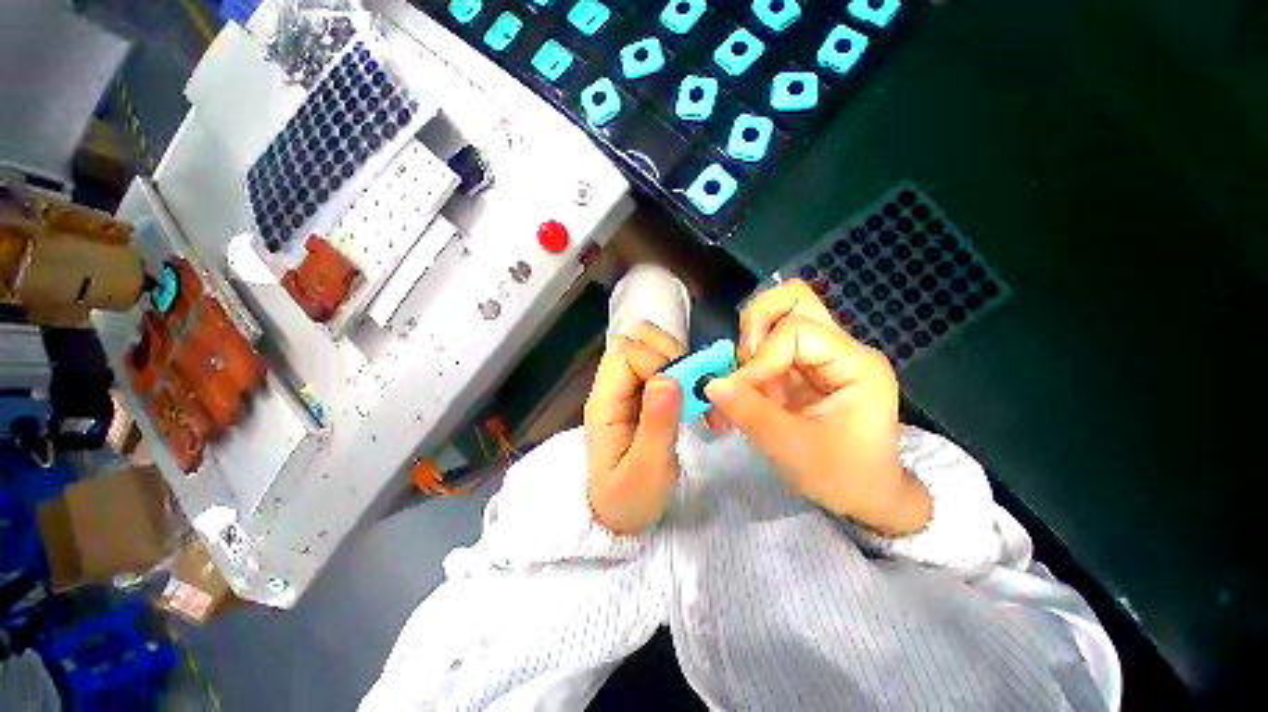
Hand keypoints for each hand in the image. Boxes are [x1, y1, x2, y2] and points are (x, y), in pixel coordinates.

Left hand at [584, 322, 685, 533]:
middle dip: (671, 353)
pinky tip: (694, 396)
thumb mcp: (646, 470)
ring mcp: (625, 388)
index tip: (684, 390)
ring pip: (650, 347)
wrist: (618, 515)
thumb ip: (656, 424)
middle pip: (635, 340)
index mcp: (604, 403)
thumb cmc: (629, 499)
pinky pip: (661, 365)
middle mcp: (611, 387)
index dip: (658, 362)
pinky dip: (683, 372)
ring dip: (679, 361)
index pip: (627, 354)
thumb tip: (668, 377)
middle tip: (692, 386)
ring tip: (696, 392)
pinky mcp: (640, 393)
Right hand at [705, 280, 930, 534]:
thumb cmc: (843, 477)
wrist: (865, 495)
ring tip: (743, 385)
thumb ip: (749, 412)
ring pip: (776, 317)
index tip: (738, 392)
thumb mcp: (792, 449)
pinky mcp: (803, 367)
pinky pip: (767, 347)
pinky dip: (747, 364)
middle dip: (755, 326)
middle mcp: (841, 348)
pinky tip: (743, 393)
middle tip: (742, 364)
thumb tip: (710, 383)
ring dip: (749, 347)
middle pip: (793, 299)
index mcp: (856, 364)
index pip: (796, 331)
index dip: (760, 359)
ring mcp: (821, 355)